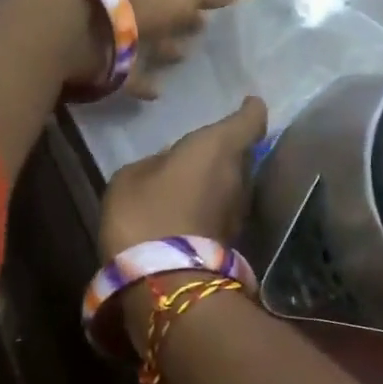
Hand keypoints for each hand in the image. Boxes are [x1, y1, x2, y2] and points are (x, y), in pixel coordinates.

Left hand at [89, 0, 274, 97]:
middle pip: (171, 1)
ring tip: (186, 56)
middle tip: (210, 23)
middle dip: (190, 11)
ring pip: (149, 32)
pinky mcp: (105, 58)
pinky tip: (159, 90)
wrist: (74, 21)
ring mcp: (118, 24)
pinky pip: (131, 69)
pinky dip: (145, 77)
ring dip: (167, 42)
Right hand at [99, 96, 268, 259]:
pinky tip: (188, 207)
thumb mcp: (131, 177)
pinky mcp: (232, 238)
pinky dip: (211, 203)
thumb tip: (168, 167)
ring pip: (233, 183)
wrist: (164, 281)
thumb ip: (155, 163)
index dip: (250, 110)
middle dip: (226, 150)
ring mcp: (238, 210)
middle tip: (202, 148)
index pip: (249, 121)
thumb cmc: (145, 213)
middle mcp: (239, 175)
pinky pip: (223, 208)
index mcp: (217, 147)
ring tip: (192, 178)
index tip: (250, 102)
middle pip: (242, 154)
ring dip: (218, 180)